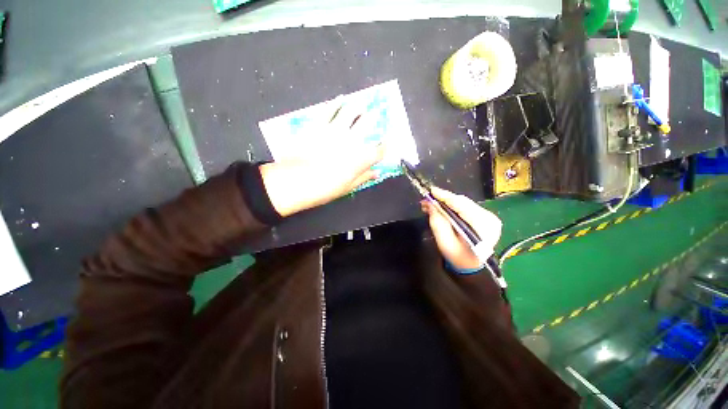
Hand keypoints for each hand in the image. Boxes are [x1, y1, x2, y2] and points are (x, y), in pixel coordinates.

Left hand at [259, 100, 384, 216]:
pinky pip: (329, 110)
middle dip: (373, 118)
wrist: (295, 182)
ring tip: (361, 104)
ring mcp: (335, 130)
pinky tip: (340, 98)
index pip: (378, 150)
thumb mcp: (347, 187)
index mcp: (360, 158)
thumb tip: (377, 173)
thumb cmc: (324, 189)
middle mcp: (351, 140)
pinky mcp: (318, 125)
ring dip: (358, 107)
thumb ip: (364, 177)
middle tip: (375, 114)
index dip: (384, 146)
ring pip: (350, 112)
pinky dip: (336, 103)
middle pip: (366, 124)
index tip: (385, 143)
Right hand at [421, 187, 501, 269]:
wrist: (471, 266)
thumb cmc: (458, 257)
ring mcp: (489, 216)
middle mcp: (490, 218)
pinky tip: (442, 207)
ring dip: (447, 202)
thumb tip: (430, 204)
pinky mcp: (485, 216)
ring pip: (464, 203)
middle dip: (444, 199)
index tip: (431, 191)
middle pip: (463, 202)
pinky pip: (466, 206)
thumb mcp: (444, 242)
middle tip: (427, 199)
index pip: (462, 206)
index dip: (445, 197)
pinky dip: (453, 205)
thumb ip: (437, 222)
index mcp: (483, 227)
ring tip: (431, 203)